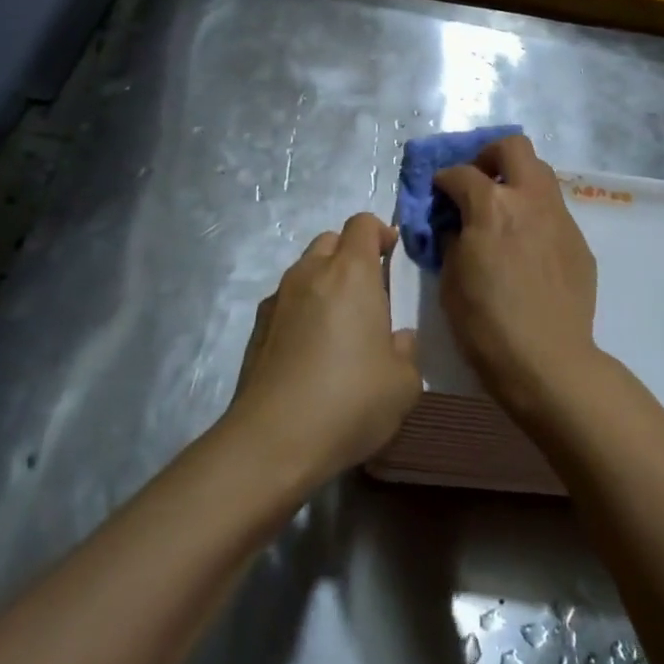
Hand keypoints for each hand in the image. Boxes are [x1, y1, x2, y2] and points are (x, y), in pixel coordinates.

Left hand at [230, 213, 420, 482]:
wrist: (272, 440)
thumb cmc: (349, 401)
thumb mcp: (403, 383)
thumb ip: (406, 351)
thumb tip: (396, 339)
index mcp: (351, 273)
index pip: (363, 223)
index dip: (380, 232)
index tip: (393, 255)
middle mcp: (311, 273)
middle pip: (331, 241)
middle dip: (352, 255)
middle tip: (370, 292)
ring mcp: (278, 298)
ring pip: (305, 270)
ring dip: (325, 282)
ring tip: (340, 325)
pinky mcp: (257, 327)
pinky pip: (286, 301)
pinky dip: (302, 310)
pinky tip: (311, 350)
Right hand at [433, 135, 599, 420]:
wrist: (547, 361)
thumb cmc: (486, 323)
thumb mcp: (451, 279)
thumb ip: (452, 238)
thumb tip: (456, 224)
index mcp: (492, 206)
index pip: (460, 173)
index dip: (443, 179)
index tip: (438, 192)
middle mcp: (529, 200)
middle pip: (514, 148)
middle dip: (489, 156)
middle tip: (477, 181)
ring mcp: (560, 218)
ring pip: (541, 174)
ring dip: (517, 181)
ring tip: (502, 211)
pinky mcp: (578, 241)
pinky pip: (554, 211)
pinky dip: (535, 214)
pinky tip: (526, 246)